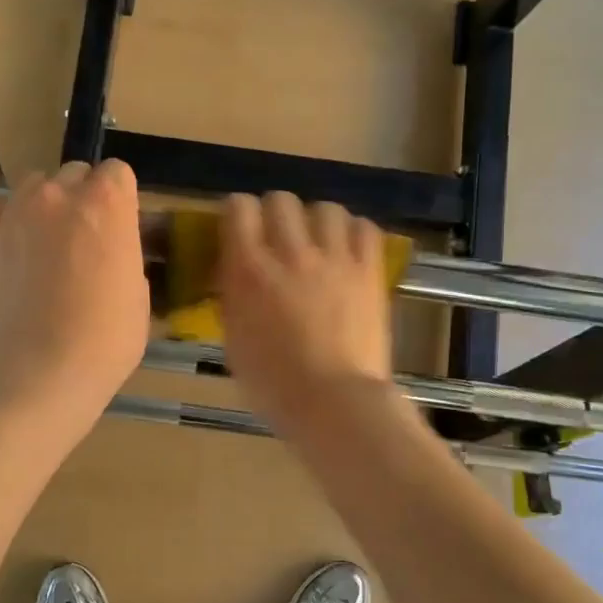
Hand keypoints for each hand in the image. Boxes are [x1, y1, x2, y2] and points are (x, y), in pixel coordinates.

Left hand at [0, 161, 150, 435]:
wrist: (39, 371)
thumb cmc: (105, 340)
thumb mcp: (139, 296)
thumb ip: (125, 256)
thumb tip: (111, 252)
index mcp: (107, 204)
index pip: (117, 173)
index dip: (120, 200)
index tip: (120, 229)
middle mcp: (60, 194)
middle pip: (74, 174)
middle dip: (82, 199)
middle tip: (84, 242)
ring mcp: (15, 212)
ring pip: (33, 186)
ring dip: (44, 206)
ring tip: (44, 245)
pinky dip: (1, 221)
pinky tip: (10, 246)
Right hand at [217, 192, 393, 435]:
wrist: (333, 403)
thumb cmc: (273, 384)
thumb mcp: (234, 340)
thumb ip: (233, 298)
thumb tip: (235, 275)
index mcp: (248, 269)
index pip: (238, 207)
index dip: (237, 213)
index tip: (239, 230)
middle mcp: (290, 252)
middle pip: (281, 200)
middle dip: (276, 214)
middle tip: (278, 239)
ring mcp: (335, 258)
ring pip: (326, 208)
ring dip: (317, 221)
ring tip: (318, 243)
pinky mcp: (369, 271)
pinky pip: (365, 228)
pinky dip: (354, 233)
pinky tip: (349, 250)